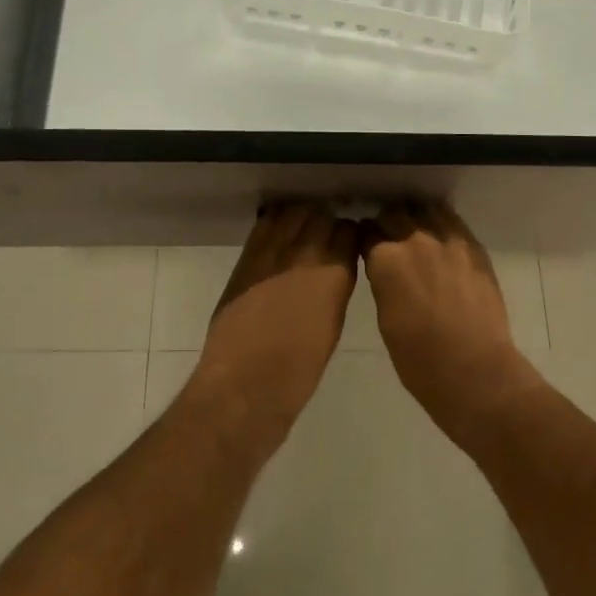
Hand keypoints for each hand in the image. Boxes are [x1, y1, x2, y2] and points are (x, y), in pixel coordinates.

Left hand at [191, 202, 358, 443]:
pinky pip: (266, 224)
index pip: (349, 231)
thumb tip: (335, 269)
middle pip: (321, 215)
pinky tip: (279, 234)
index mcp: (335, 273)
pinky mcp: (247, 257)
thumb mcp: (333, 324)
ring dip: (301, 218)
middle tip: (326, 236)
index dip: (349, 236)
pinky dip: (276, 222)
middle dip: (327, 222)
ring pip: (294, 213)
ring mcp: (273, 251)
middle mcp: (306, 253)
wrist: (245, 382)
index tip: (349, 243)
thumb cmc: (299, 369)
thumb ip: (335, 287)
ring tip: (302, 231)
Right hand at [360, 201, 536, 437]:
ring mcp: (447, 240)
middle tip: (388, 236)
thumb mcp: (385, 318)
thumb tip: (386, 271)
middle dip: (387, 222)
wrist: (474, 370)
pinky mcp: (473, 247)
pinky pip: (453, 220)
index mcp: (385, 259)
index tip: (365, 243)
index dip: (364, 237)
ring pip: (425, 209)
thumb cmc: (419, 359)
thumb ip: (383, 283)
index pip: (366, 232)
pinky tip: (440, 234)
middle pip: (393, 213)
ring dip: (416, 216)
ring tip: (416, 230)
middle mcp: (414, 239)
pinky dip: (441, 222)